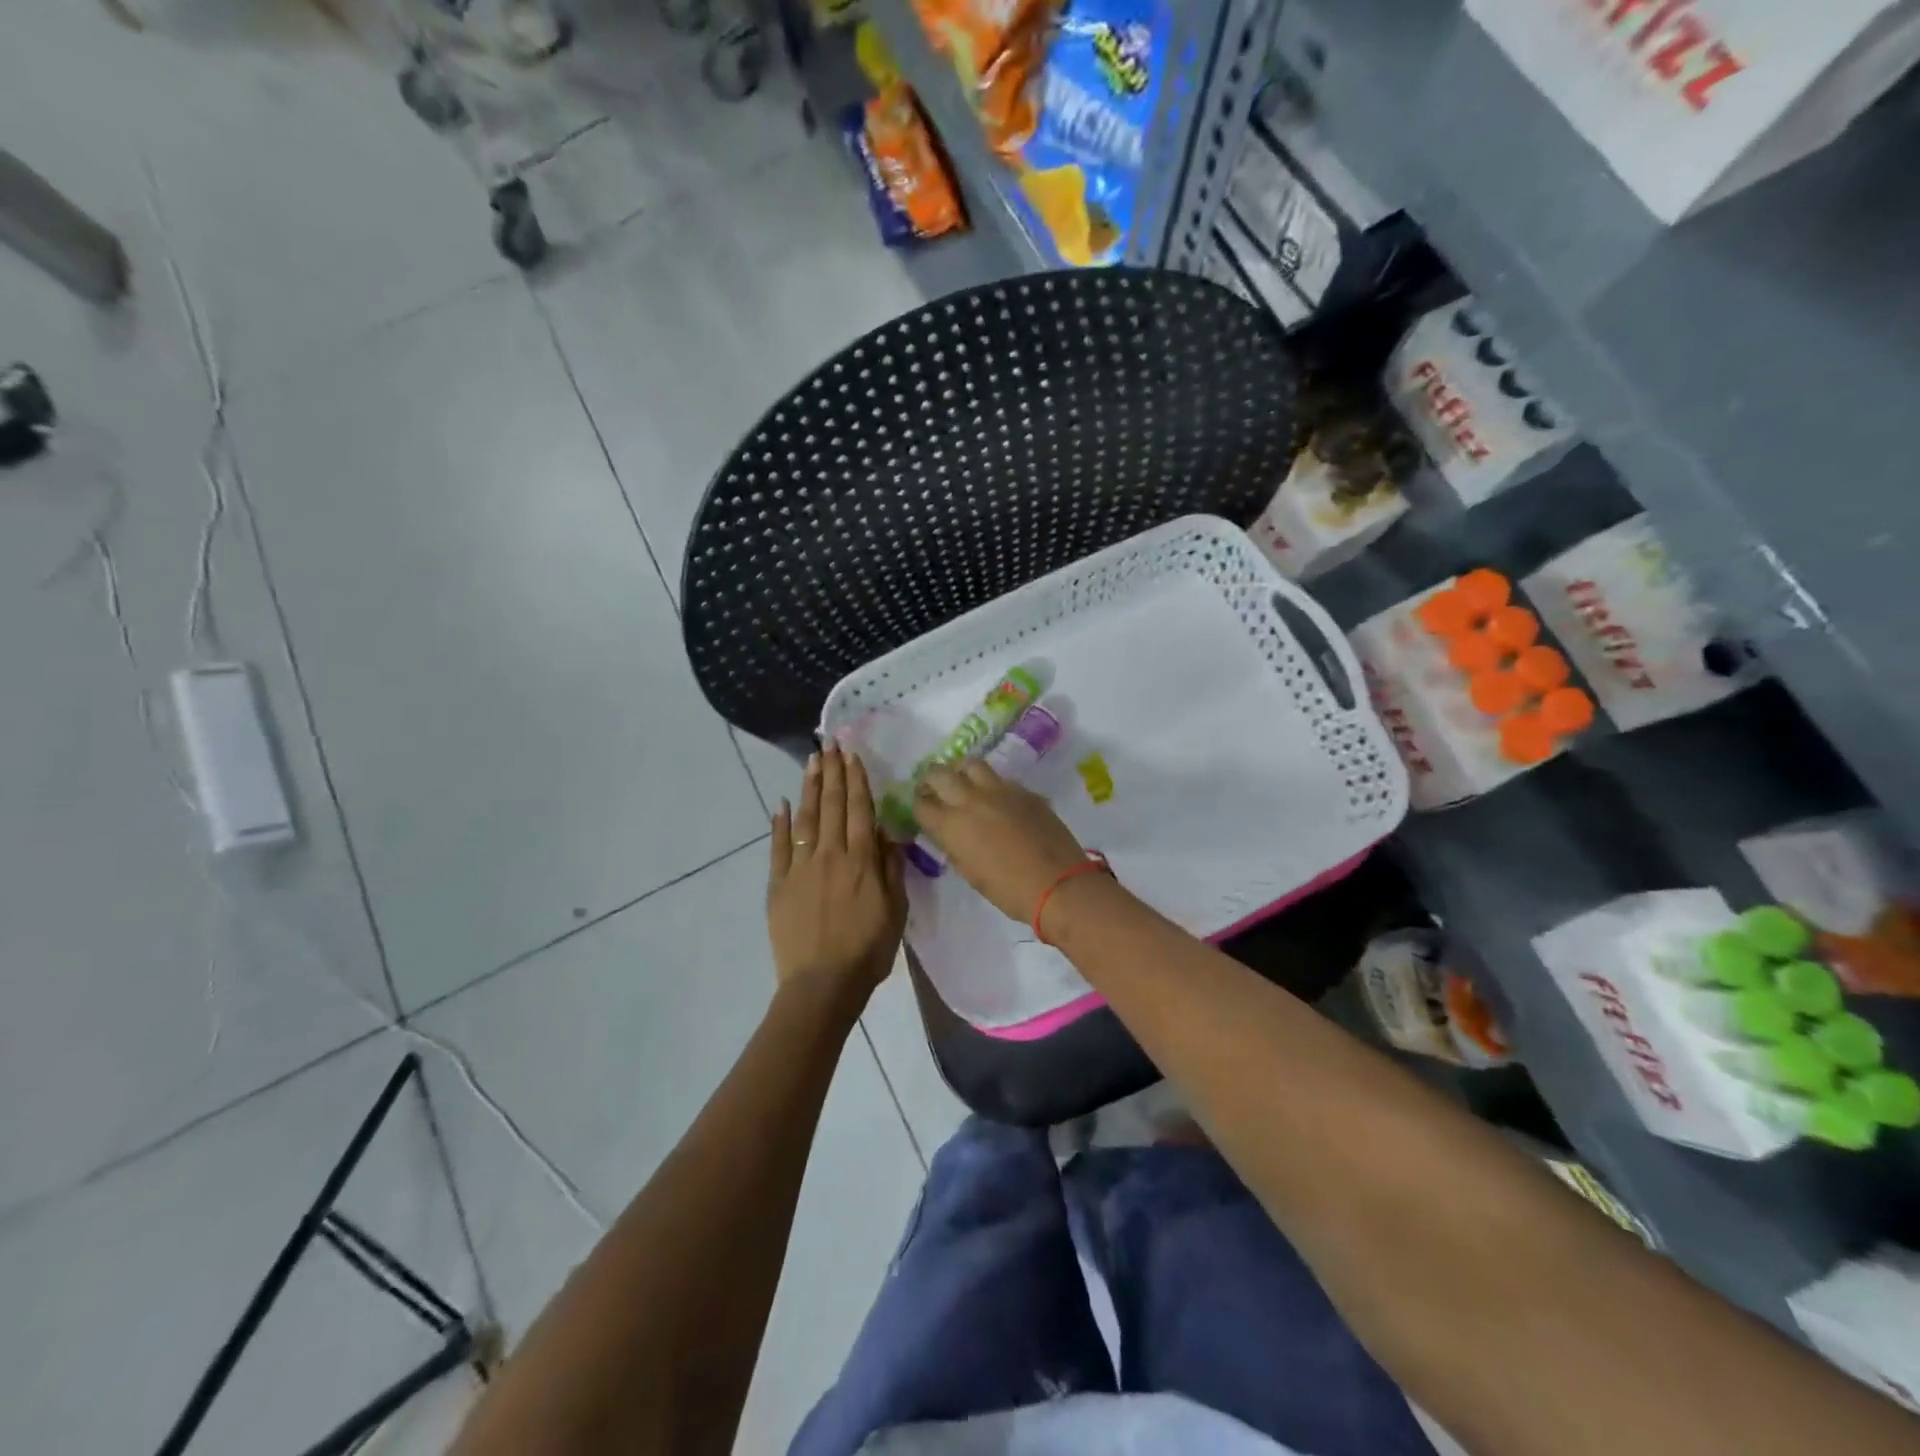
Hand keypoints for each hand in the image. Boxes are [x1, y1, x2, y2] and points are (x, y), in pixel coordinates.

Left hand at [767, 742, 906, 1004]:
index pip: (859, 809)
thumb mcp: (895, 910)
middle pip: (831, 806)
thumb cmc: (868, 950)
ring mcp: (800, 868)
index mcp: (861, 861)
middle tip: (829, 744)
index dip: (856, 780)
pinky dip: (778, 824)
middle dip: (832, 772)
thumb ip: (891, 869)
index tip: (851, 754)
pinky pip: (778, 847)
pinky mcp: (779, 884)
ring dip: (809, 787)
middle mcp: (830, 855)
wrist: (822, 984)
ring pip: (805, 818)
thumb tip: (888, 833)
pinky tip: (779, 804)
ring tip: (811, 761)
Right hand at [913, 762, 1089, 924]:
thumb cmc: (1008, 890)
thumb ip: (955, 846)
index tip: (922, 810)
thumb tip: (950, 833)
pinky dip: (992, 785)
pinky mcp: (1024, 791)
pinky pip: (1001, 779)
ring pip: (971, 764)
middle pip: (940, 774)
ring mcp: (1000, 790)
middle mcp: (971, 800)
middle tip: (934, 789)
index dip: (918, 806)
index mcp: (951, 825)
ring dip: (962, 772)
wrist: (1057, 883)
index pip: (921, 804)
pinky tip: (998, 799)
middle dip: (931, 780)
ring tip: (965, 783)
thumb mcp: (970, 873)